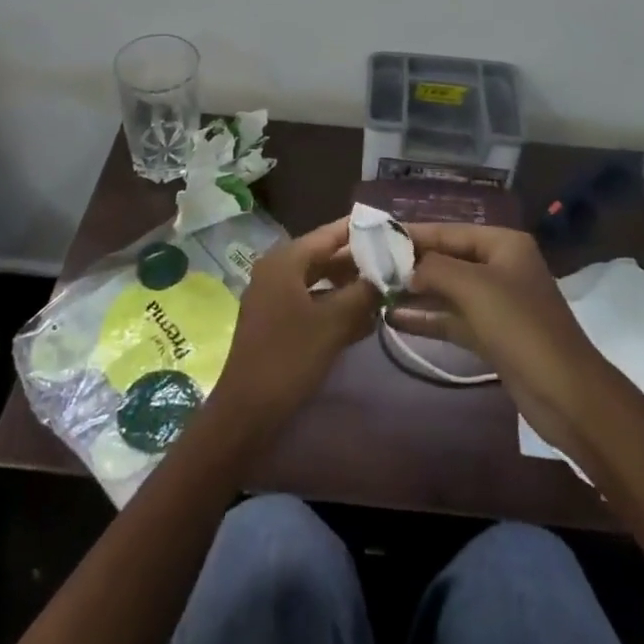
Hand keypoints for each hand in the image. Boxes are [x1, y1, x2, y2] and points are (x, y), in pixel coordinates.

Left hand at [212, 218, 381, 434]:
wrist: (246, 414)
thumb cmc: (289, 359)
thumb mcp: (333, 323)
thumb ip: (363, 293)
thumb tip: (389, 272)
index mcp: (285, 260)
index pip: (330, 233)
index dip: (362, 231)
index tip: (393, 229)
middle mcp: (278, 270)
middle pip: (325, 256)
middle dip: (360, 261)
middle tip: (396, 262)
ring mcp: (275, 297)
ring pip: (321, 281)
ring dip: (350, 286)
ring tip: (386, 290)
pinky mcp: (277, 322)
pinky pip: (312, 303)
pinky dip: (336, 306)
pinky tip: (365, 320)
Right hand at [389, 223, 612, 460]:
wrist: (566, 394)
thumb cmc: (520, 326)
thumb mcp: (474, 287)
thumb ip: (434, 268)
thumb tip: (405, 266)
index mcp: (503, 244)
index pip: (450, 231)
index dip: (414, 234)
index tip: (378, 237)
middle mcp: (501, 267)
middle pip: (448, 259)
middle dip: (413, 264)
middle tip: (371, 266)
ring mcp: (498, 303)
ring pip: (449, 290)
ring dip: (416, 292)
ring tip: (377, 291)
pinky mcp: (493, 336)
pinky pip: (454, 319)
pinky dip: (429, 318)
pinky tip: (396, 319)